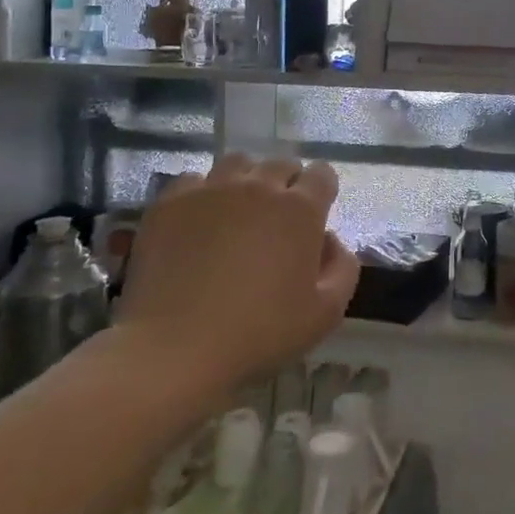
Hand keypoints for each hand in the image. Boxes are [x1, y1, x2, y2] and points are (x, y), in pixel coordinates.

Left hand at [116, 153, 358, 390]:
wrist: (174, 348)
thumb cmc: (259, 334)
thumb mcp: (326, 313)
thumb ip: (343, 268)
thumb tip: (329, 239)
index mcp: (300, 209)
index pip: (322, 174)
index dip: (322, 191)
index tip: (315, 216)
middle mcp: (259, 187)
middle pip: (281, 165)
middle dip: (286, 185)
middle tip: (276, 222)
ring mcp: (212, 190)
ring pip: (238, 164)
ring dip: (246, 181)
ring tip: (238, 213)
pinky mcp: (171, 202)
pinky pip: (195, 180)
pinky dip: (204, 194)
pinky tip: (199, 223)